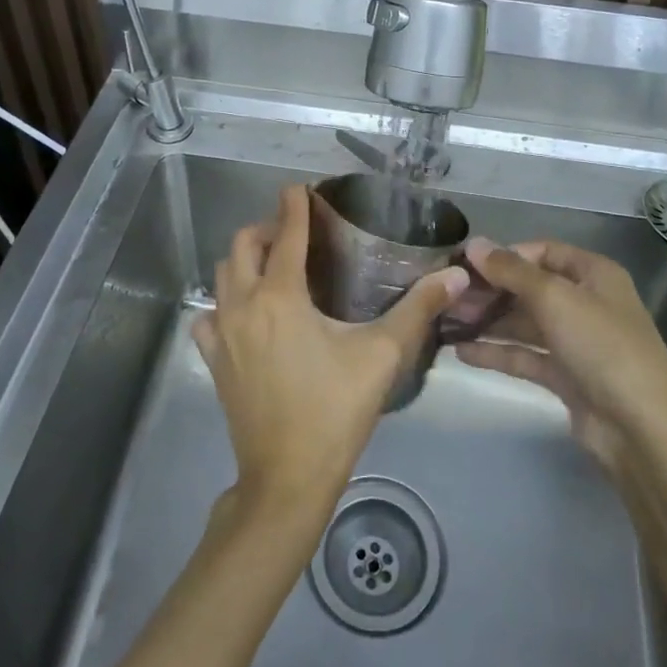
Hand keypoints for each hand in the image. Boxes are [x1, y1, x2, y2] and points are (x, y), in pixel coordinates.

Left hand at [194, 185, 468, 518]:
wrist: (286, 479)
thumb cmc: (335, 411)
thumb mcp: (382, 356)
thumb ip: (418, 309)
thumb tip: (456, 275)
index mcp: (280, 296)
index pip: (286, 234)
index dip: (294, 206)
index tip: (300, 188)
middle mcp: (243, 304)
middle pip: (243, 245)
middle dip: (267, 228)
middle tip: (295, 233)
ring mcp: (222, 332)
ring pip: (223, 275)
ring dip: (245, 260)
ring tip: (275, 267)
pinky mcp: (214, 359)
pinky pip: (210, 315)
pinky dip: (225, 302)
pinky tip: (247, 314)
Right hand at [457, 237, 666, 482]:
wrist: (642, 430)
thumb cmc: (602, 347)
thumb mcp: (555, 298)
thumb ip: (511, 271)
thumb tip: (474, 244)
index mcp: (594, 274)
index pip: (542, 252)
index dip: (505, 256)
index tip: (465, 265)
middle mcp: (585, 302)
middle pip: (529, 288)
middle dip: (490, 291)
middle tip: (449, 297)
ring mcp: (576, 342)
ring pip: (524, 323)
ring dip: (488, 321)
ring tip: (446, 322)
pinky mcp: (566, 377)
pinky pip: (525, 356)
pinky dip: (496, 353)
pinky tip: (461, 352)